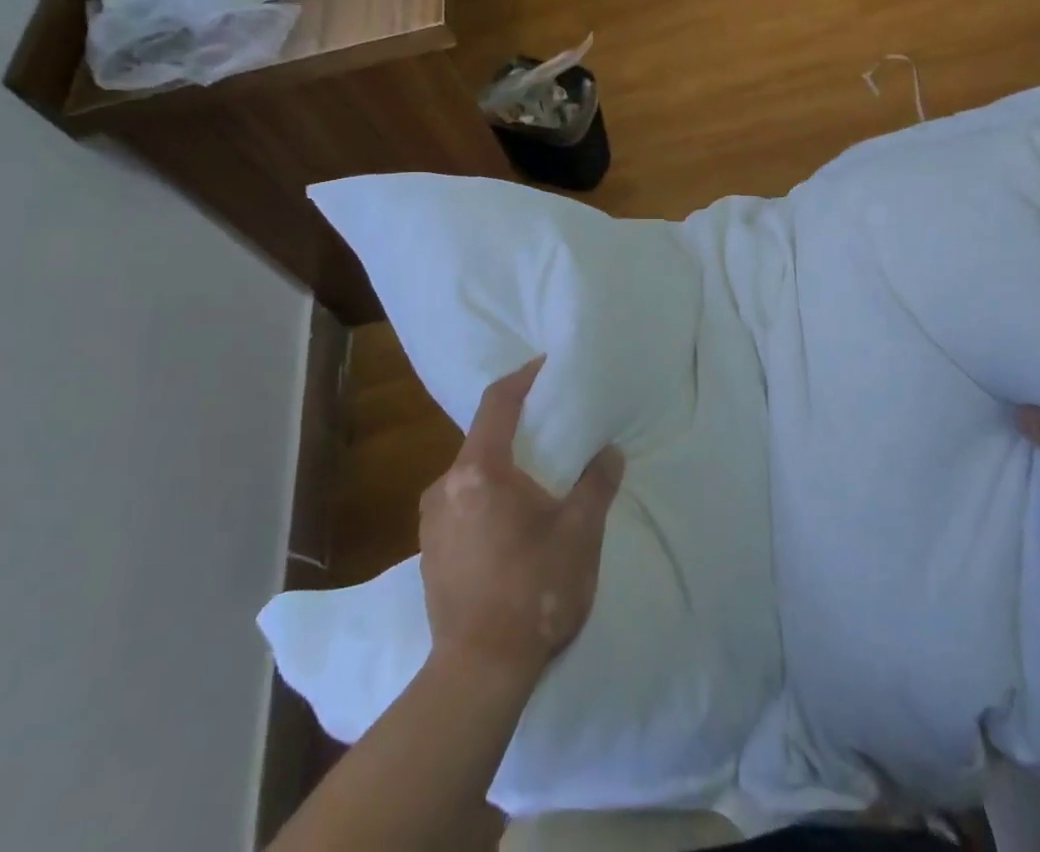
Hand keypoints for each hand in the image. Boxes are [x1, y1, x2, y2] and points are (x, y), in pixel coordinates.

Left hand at [418, 358, 623, 682]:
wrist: (478, 674)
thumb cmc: (532, 592)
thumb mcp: (579, 534)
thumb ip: (596, 484)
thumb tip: (610, 452)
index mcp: (479, 471)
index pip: (498, 402)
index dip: (523, 377)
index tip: (546, 366)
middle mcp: (445, 486)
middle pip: (483, 438)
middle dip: (518, 428)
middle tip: (553, 430)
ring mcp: (431, 521)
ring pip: (472, 474)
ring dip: (503, 468)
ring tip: (538, 481)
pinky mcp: (429, 551)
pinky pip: (462, 504)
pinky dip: (488, 497)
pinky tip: (513, 524)